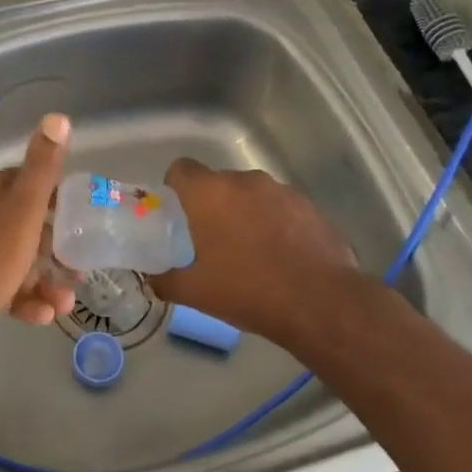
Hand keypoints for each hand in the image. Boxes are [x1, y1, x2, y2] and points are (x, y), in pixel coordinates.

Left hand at [0, 113, 76, 333]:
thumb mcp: (24, 207)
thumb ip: (43, 167)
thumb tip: (58, 116)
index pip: (32, 184)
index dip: (60, 200)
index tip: (84, 220)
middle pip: (28, 226)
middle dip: (57, 249)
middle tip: (79, 269)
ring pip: (18, 260)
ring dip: (46, 280)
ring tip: (65, 302)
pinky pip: (4, 286)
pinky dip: (25, 298)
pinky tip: (42, 315)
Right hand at [152, 158, 355, 339]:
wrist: (319, 302)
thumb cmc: (247, 290)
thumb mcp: (196, 293)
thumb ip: (167, 282)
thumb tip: (152, 281)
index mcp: (210, 193)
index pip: (181, 169)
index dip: (175, 187)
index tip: (178, 214)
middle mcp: (244, 181)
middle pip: (219, 183)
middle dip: (213, 206)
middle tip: (212, 241)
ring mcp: (281, 190)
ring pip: (252, 195)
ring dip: (246, 213)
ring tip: (251, 251)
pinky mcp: (310, 206)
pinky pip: (281, 208)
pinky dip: (276, 224)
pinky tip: (282, 256)